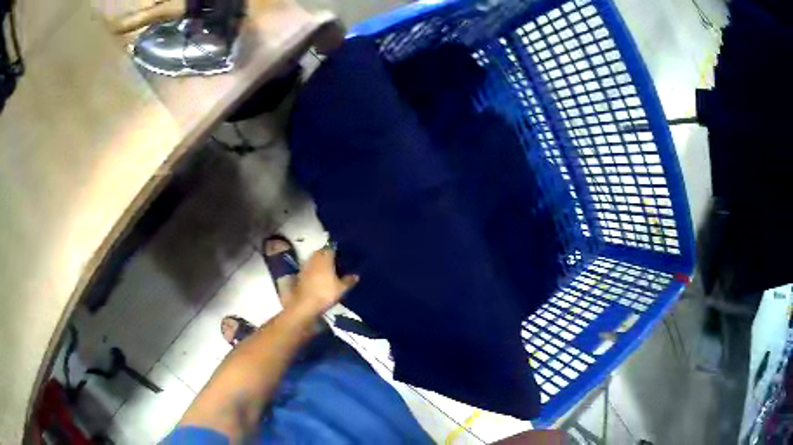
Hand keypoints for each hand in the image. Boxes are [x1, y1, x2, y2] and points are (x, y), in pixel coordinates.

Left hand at [288, 248, 357, 318]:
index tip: (341, 257)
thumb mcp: (341, 289)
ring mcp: (305, 267)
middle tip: (335, 263)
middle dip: (326, 256)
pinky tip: (318, 279)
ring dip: (319, 263)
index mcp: (325, 258)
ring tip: (327, 271)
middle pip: (320, 253)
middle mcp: (314, 259)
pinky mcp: (299, 276)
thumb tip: (356, 276)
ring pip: (313, 260)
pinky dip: (313, 272)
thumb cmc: (325, 293)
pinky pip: (308, 269)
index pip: (331, 249)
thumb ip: (349, 281)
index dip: (336, 252)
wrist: (305, 304)